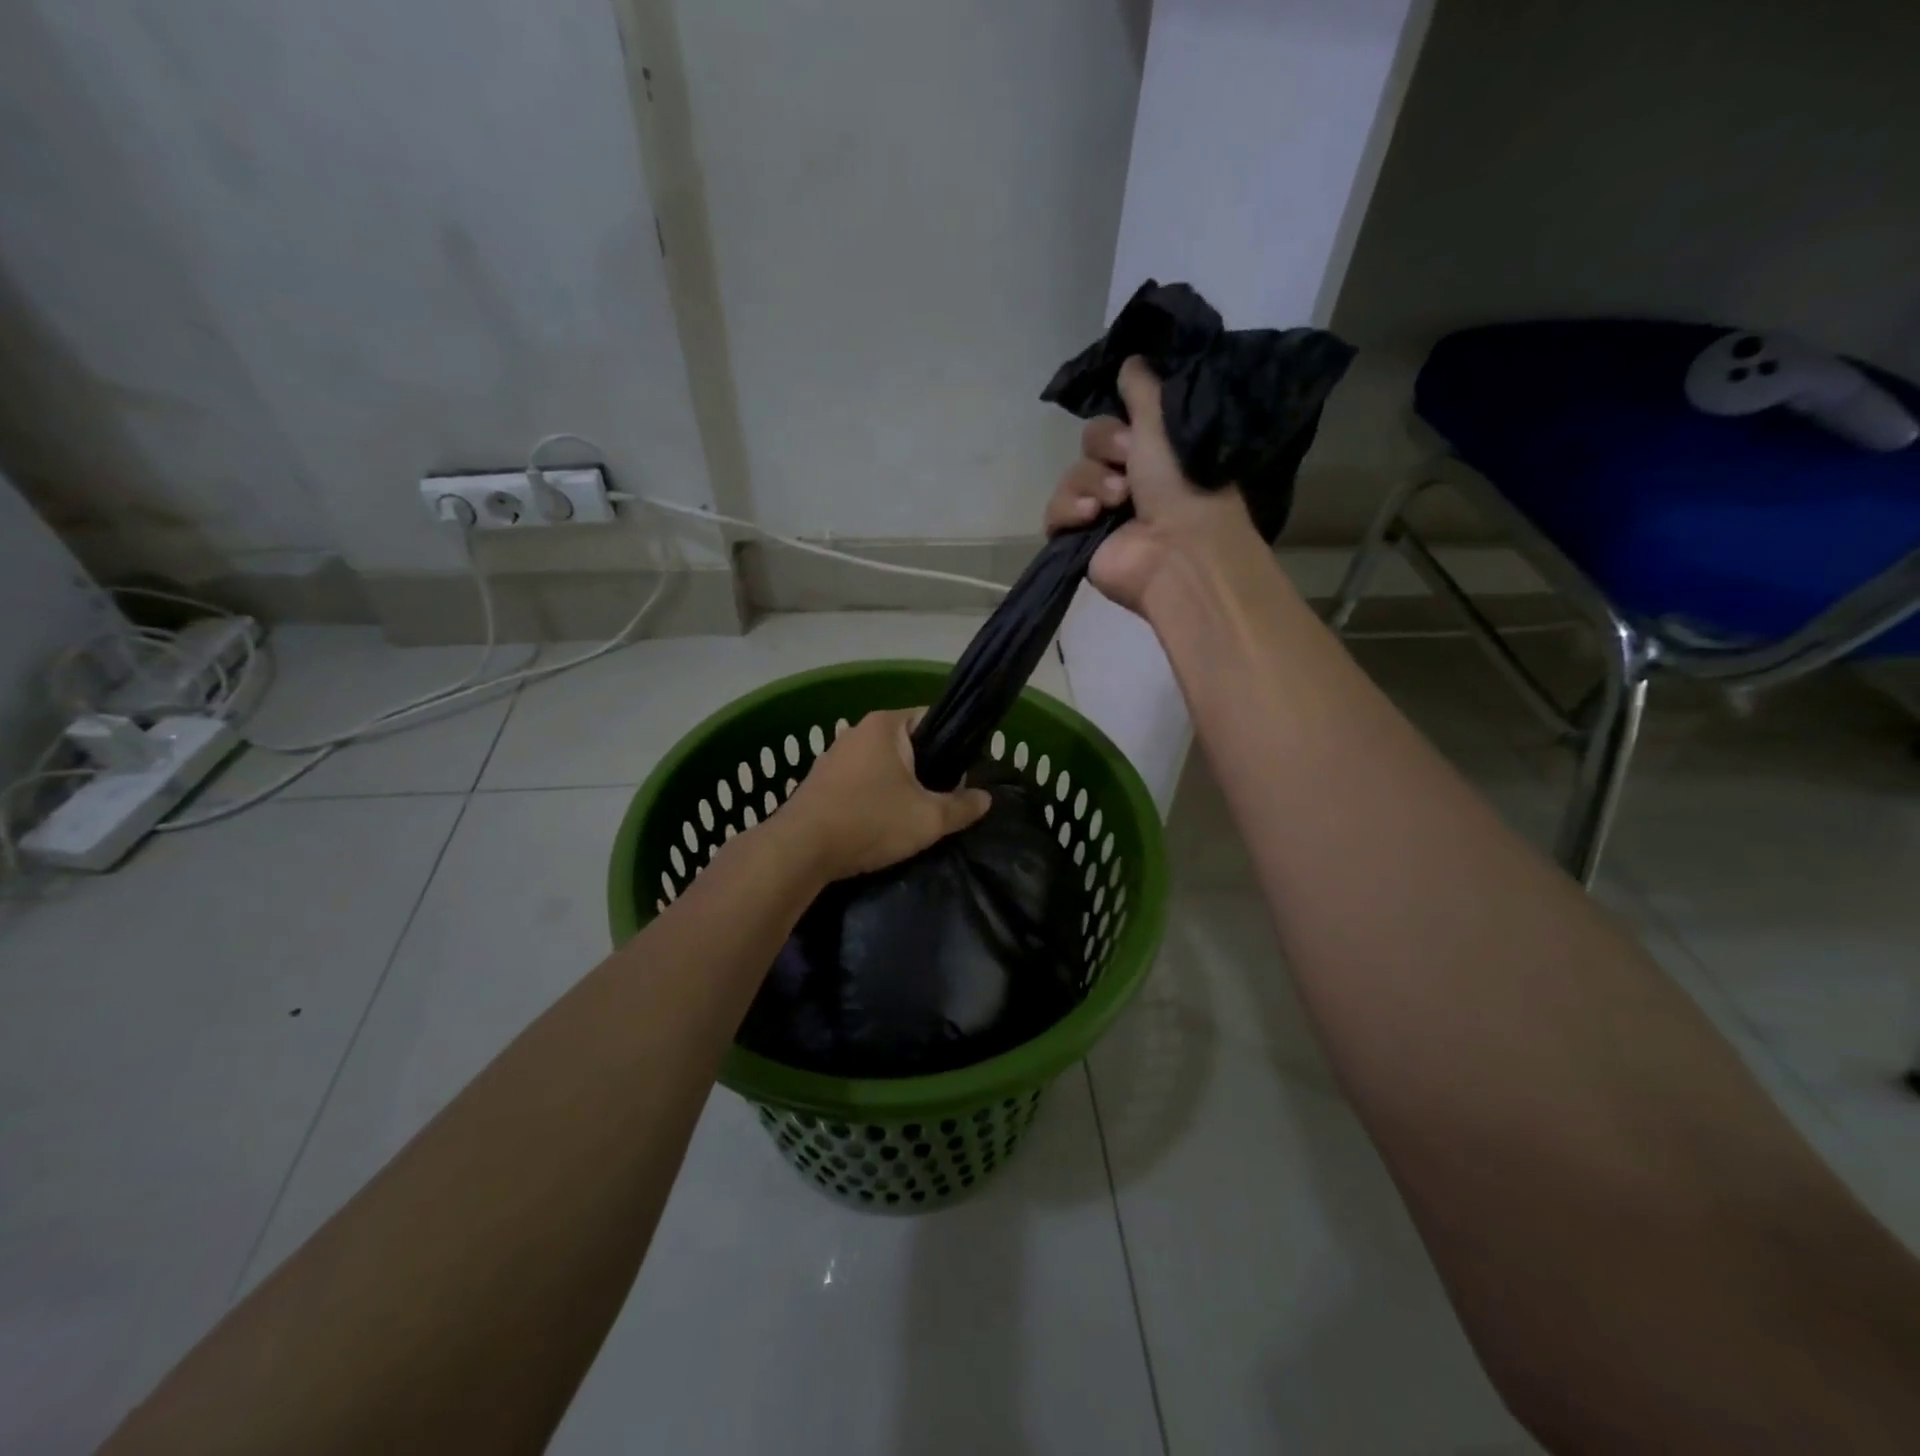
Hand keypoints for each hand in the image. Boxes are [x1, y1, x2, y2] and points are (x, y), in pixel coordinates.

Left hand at [780, 708, 991, 880]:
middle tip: (945, 800)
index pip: (933, 719)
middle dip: (928, 770)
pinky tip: (881, 824)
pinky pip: (860, 782)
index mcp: (886, 725)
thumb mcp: (929, 819)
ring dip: (900, 786)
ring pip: (882, 765)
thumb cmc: (870, 821)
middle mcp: (857, 731)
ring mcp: (834, 755)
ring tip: (914, 816)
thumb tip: (986, 798)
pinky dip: (875, 797)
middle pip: (908, 744)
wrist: (800, 850)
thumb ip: (962, 807)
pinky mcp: (819, 781)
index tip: (967, 774)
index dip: (955, 745)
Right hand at [1044, 357, 1259, 613]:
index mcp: (1153, 454)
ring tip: (1116, 502)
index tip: (1134, 431)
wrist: (1177, 552)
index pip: (1114, 423)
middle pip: (1089, 446)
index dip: (1117, 425)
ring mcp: (1101, 513)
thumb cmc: (1183, 484)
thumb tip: (1131, 359)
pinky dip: (1067, 510)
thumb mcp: (1166, 421)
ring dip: (1091, 482)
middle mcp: (1128, 481)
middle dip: (1105, 450)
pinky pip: (1054, 512)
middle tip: (1129, 465)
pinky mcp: (1078, 540)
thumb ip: (1145, 388)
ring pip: (1071, 476)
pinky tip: (1089, 518)